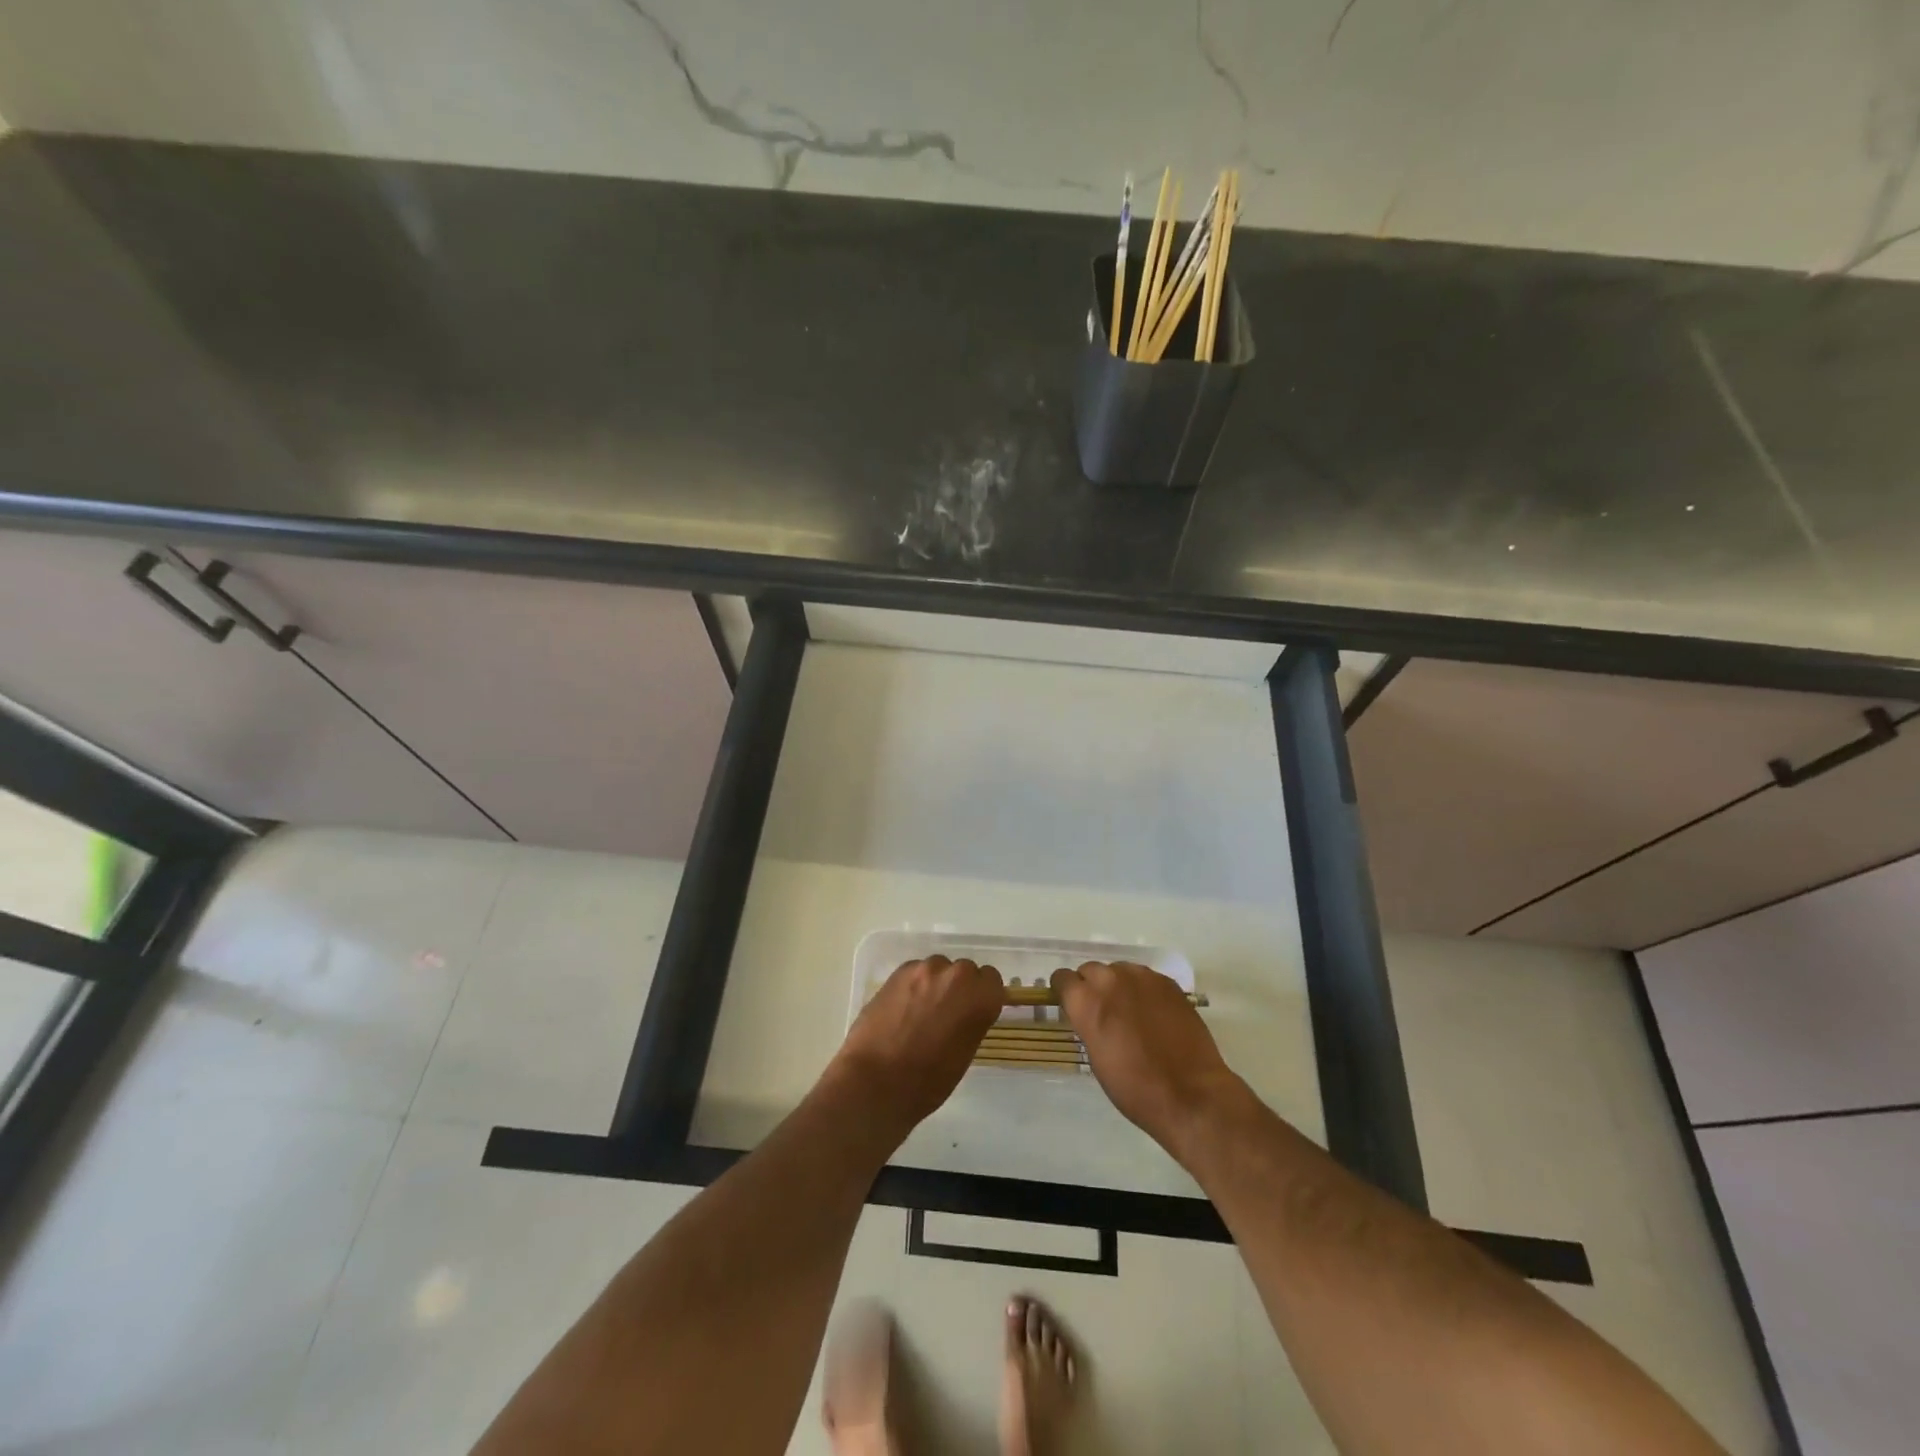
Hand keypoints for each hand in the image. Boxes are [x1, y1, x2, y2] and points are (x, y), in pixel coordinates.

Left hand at [829, 957, 1004, 1135]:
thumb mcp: (964, 1053)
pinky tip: (902, 1009)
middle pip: (965, 970)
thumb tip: (963, 1013)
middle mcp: (956, 975)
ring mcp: (925, 969)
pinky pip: (915, 972)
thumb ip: (970, 1022)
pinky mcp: (898, 972)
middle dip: (958, 988)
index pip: (992, 980)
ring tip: (920, 1012)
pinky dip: (913, 986)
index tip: (972, 1011)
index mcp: (980, 998)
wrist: (876, 1081)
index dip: (981, 995)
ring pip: (938, 969)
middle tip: (945, 1014)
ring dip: (935, 984)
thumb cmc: (928, 1081)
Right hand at [1051, 961, 1241, 1155]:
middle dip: (1092, 986)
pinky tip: (1154, 1013)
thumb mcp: (1096, 1058)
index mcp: (1086, 1002)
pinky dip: (1143, 990)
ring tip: (1130, 1011)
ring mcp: (1142, 978)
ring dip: (1118, 985)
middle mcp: (1110, 981)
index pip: (1063, 978)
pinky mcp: (1168, 983)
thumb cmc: (1135, 1088)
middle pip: (1091, 969)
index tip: (1071, 1003)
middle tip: (1103, 1011)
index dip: (1065, 991)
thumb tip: (1091, 1015)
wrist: (1190, 1094)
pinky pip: (1145, 978)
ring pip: (1119, 970)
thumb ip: (1088, 1025)